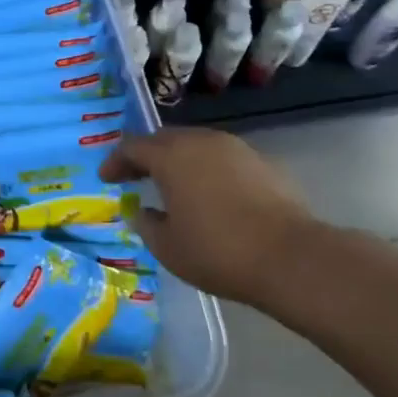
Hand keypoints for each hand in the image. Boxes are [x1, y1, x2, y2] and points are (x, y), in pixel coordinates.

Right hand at [100, 128, 322, 308]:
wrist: (291, 257)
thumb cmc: (218, 251)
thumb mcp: (168, 247)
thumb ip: (147, 224)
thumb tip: (141, 210)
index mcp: (171, 156)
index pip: (132, 147)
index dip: (115, 161)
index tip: (107, 178)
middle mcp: (200, 141)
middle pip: (164, 139)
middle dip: (147, 156)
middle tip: (135, 176)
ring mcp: (235, 148)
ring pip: (196, 145)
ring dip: (179, 161)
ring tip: (173, 185)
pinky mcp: (262, 162)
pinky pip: (222, 159)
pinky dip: (208, 170)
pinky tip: (210, 195)